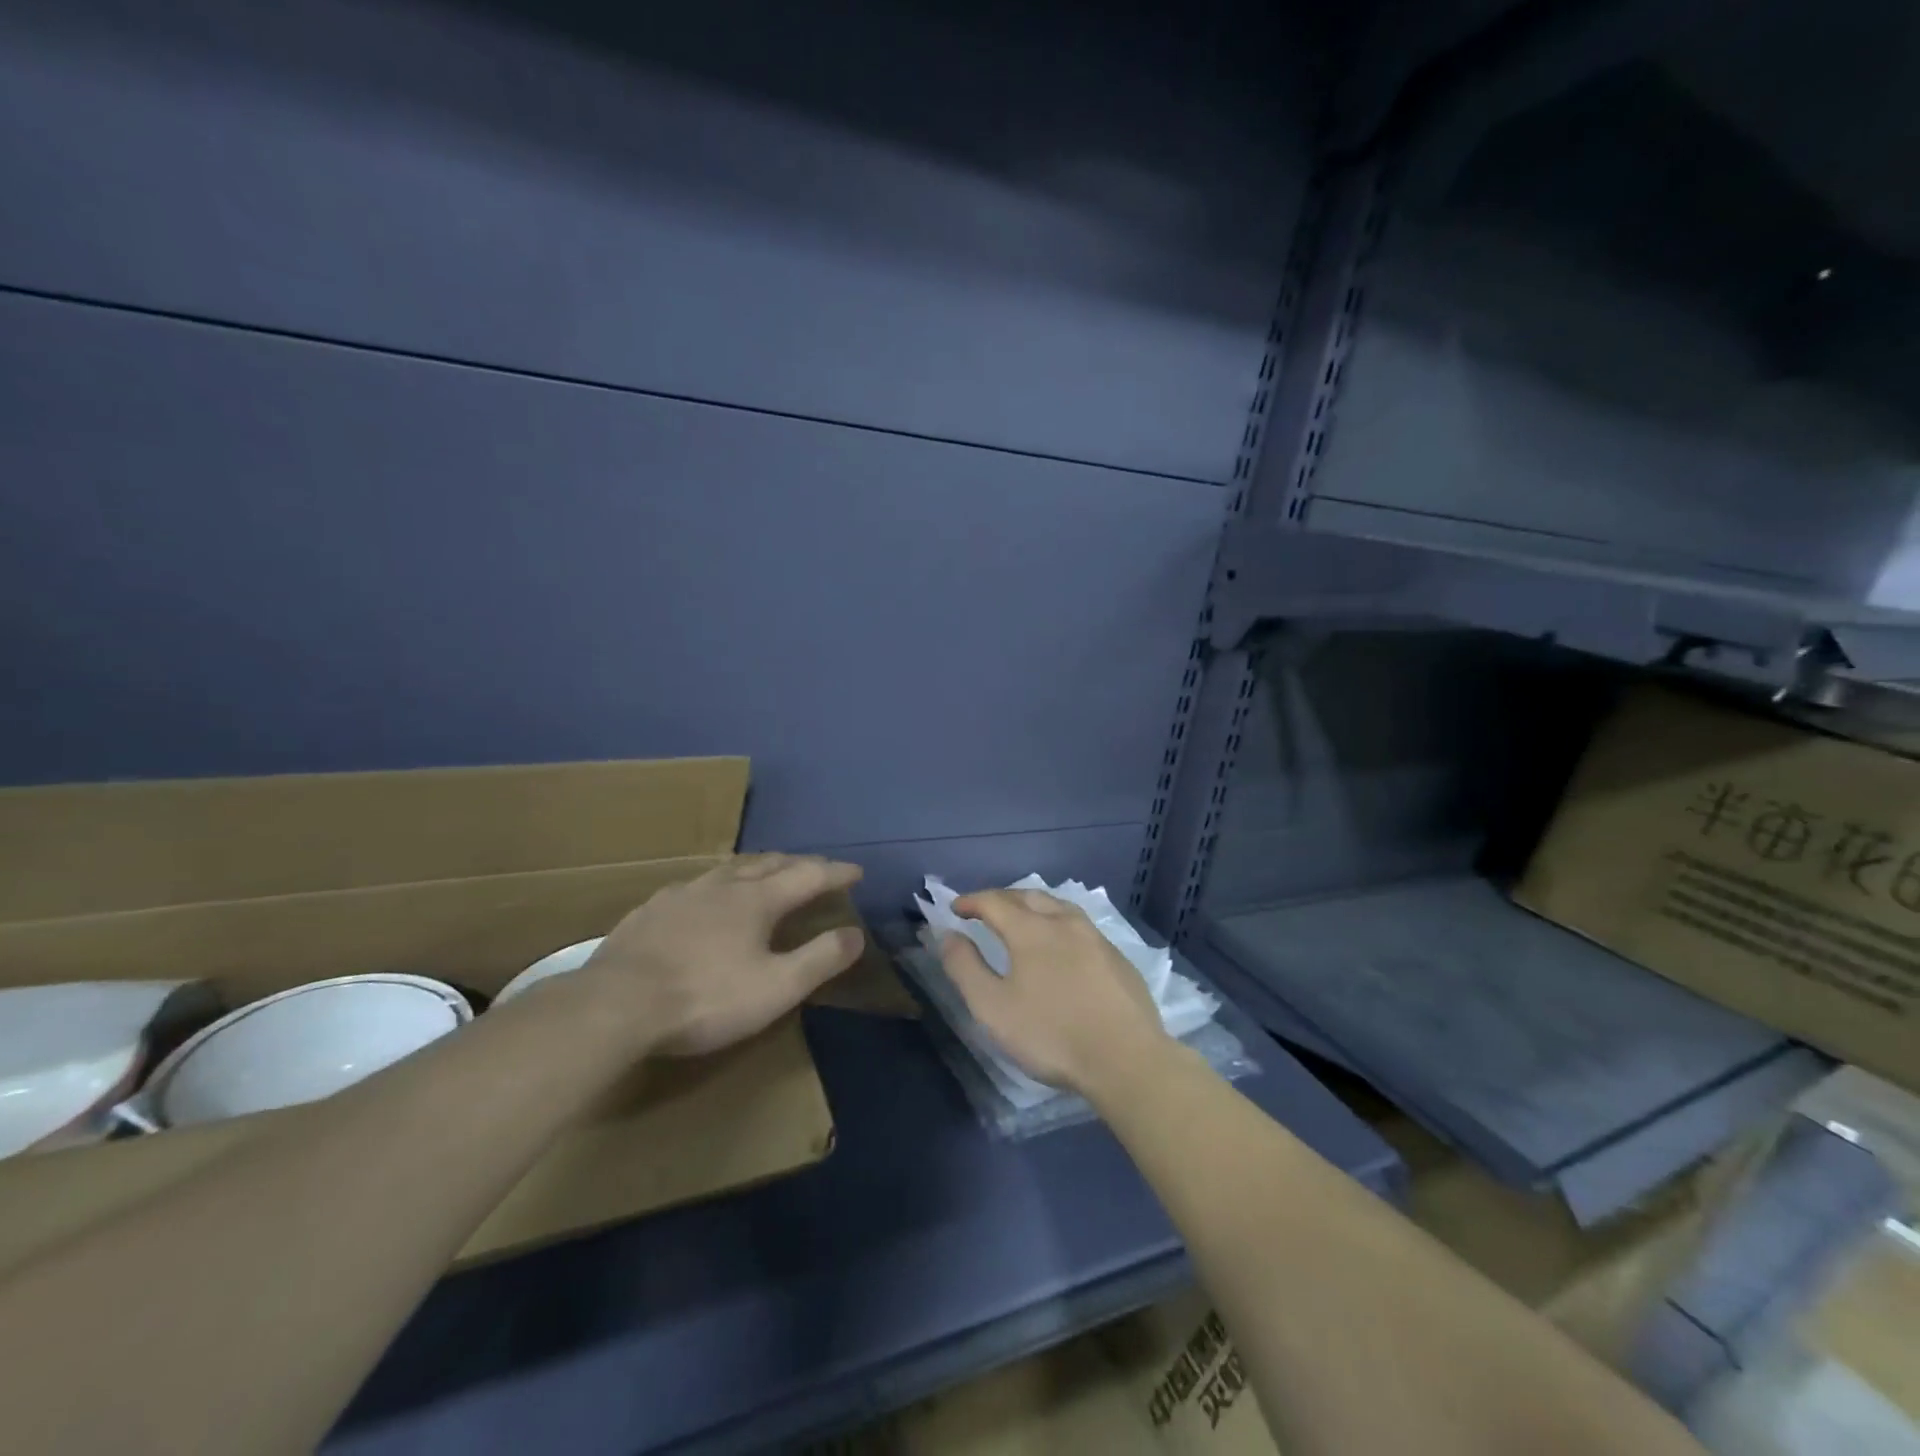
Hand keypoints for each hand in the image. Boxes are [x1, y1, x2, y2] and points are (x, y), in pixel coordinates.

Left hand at [577, 855, 864, 1056]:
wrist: (615, 1005)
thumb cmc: (705, 997)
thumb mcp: (776, 988)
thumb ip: (819, 959)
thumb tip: (856, 934)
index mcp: (756, 900)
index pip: (807, 876)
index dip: (835, 873)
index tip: (856, 872)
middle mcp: (722, 886)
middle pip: (768, 863)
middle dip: (798, 863)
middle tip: (816, 868)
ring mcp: (682, 894)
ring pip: (729, 869)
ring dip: (757, 867)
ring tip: (766, 872)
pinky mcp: (650, 911)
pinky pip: (696, 885)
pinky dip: (719, 883)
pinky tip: (706, 898)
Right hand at [938, 889, 1167, 1096]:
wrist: (1126, 1059)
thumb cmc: (1052, 1034)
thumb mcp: (993, 1008)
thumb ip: (965, 968)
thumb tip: (948, 936)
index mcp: (1031, 930)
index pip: (994, 901)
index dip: (971, 902)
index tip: (955, 909)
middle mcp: (1064, 922)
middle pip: (1029, 896)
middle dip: (1002, 898)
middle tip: (985, 910)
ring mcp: (1095, 937)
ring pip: (1059, 906)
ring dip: (1034, 906)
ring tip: (1022, 919)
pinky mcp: (1117, 957)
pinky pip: (1080, 926)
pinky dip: (1059, 924)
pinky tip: (1062, 946)